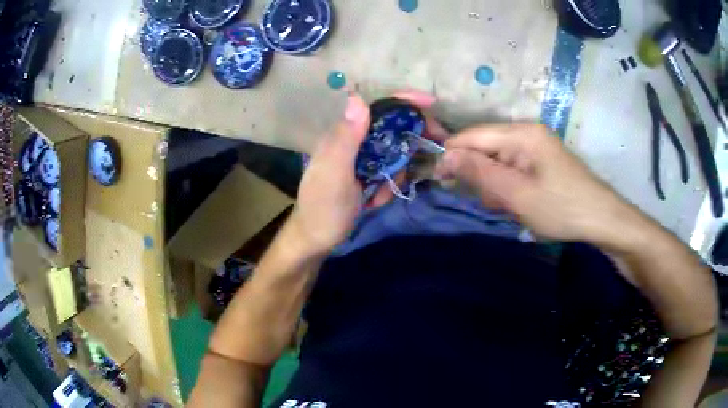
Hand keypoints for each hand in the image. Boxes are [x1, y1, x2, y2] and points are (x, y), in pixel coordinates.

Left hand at [290, 91, 447, 255]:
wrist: (317, 240)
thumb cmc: (323, 209)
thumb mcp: (334, 175)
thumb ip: (345, 138)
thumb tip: (357, 97)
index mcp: (341, 135)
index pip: (375, 107)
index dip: (403, 101)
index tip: (431, 103)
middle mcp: (352, 141)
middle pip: (391, 127)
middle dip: (408, 142)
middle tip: (428, 152)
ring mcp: (359, 158)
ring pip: (393, 152)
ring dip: (395, 173)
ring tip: (378, 194)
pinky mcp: (365, 174)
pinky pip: (388, 171)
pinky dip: (388, 186)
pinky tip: (373, 201)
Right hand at [435, 124, 642, 243]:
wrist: (601, 219)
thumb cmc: (560, 208)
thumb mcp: (516, 194)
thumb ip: (479, 172)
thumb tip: (444, 156)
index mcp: (521, 133)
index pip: (472, 136)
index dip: (452, 155)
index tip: (439, 180)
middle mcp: (526, 133)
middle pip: (485, 148)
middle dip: (480, 176)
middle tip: (490, 202)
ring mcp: (535, 147)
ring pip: (497, 161)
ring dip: (495, 186)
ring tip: (510, 207)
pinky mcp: (540, 161)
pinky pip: (513, 169)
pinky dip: (509, 188)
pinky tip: (519, 204)